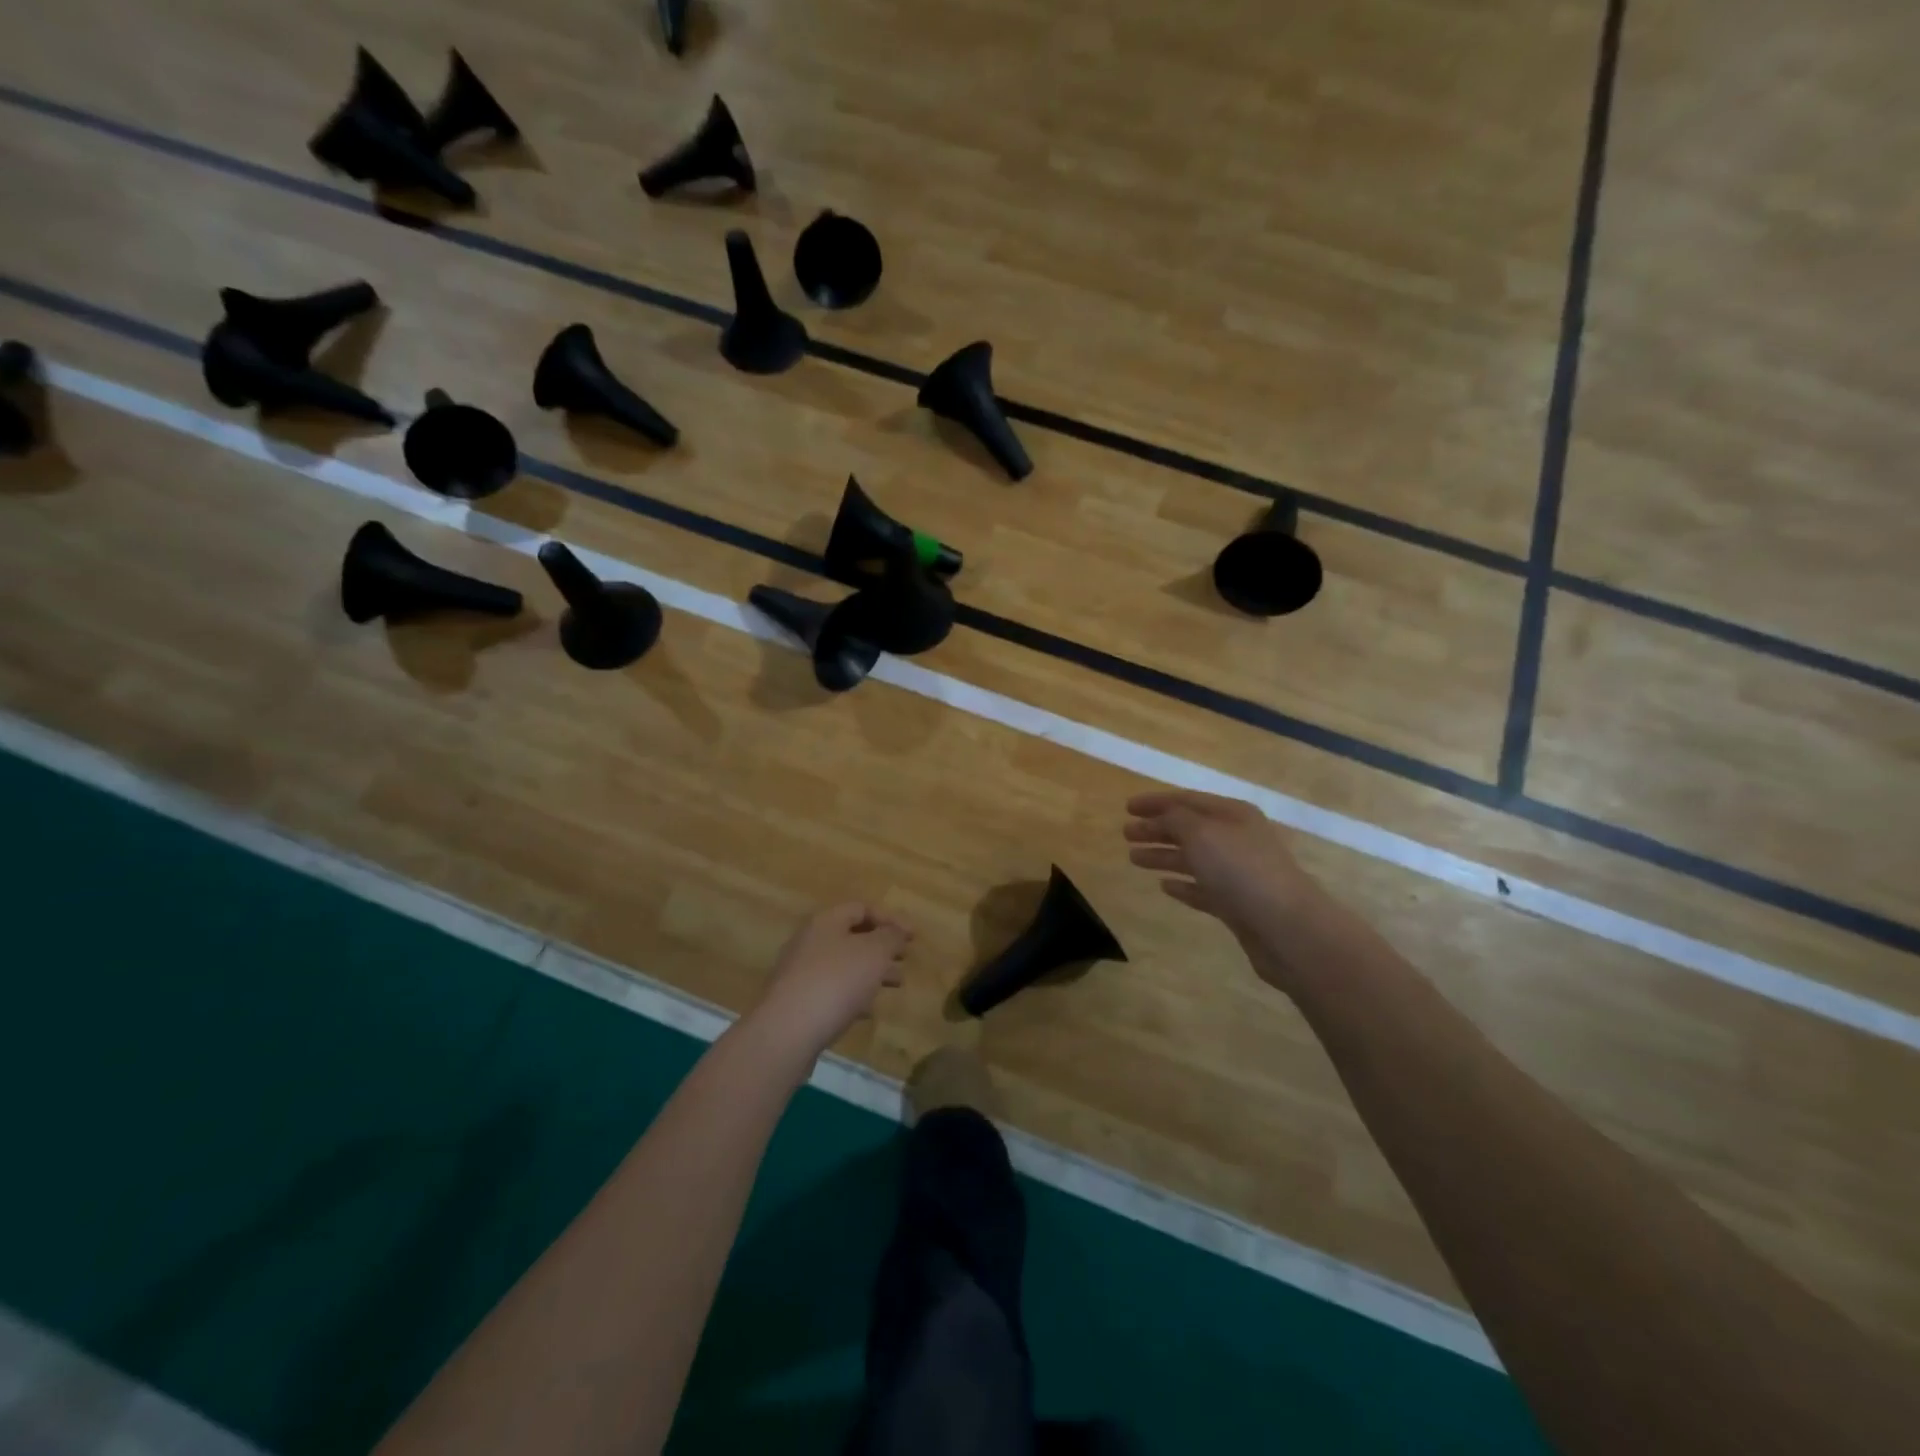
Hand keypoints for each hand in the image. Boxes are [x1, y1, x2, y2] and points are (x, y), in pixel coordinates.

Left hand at [754, 903, 913, 1057]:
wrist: (787, 1032)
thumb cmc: (836, 982)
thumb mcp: (874, 953)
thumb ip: (890, 937)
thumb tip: (896, 931)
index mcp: (825, 922)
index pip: (861, 908)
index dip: (890, 918)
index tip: (913, 937)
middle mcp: (809, 941)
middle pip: (851, 937)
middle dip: (882, 947)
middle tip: (904, 960)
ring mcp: (800, 972)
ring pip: (843, 965)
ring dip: (871, 972)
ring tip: (894, 984)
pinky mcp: (797, 1002)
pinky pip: (831, 991)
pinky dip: (853, 995)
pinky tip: (867, 1011)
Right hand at [1124, 791, 1333, 988]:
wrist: (1286, 927)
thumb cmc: (1241, 870)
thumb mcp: (1201, 833)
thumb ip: (1175, 820)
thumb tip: (1162, 817)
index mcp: (1232, 814)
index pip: (1187, 801)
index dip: (1155, 802)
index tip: (1126, 808)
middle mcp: (1236, 839)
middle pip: (1189, 829)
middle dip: (1156, 829)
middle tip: (1126, 834)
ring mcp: (1238, 873)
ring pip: (1193, 859)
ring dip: (1163, 856)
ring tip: (1133, 859)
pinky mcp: (1237, 904)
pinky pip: (1203, 889)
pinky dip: (1182, 885)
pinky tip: (1163, 887)